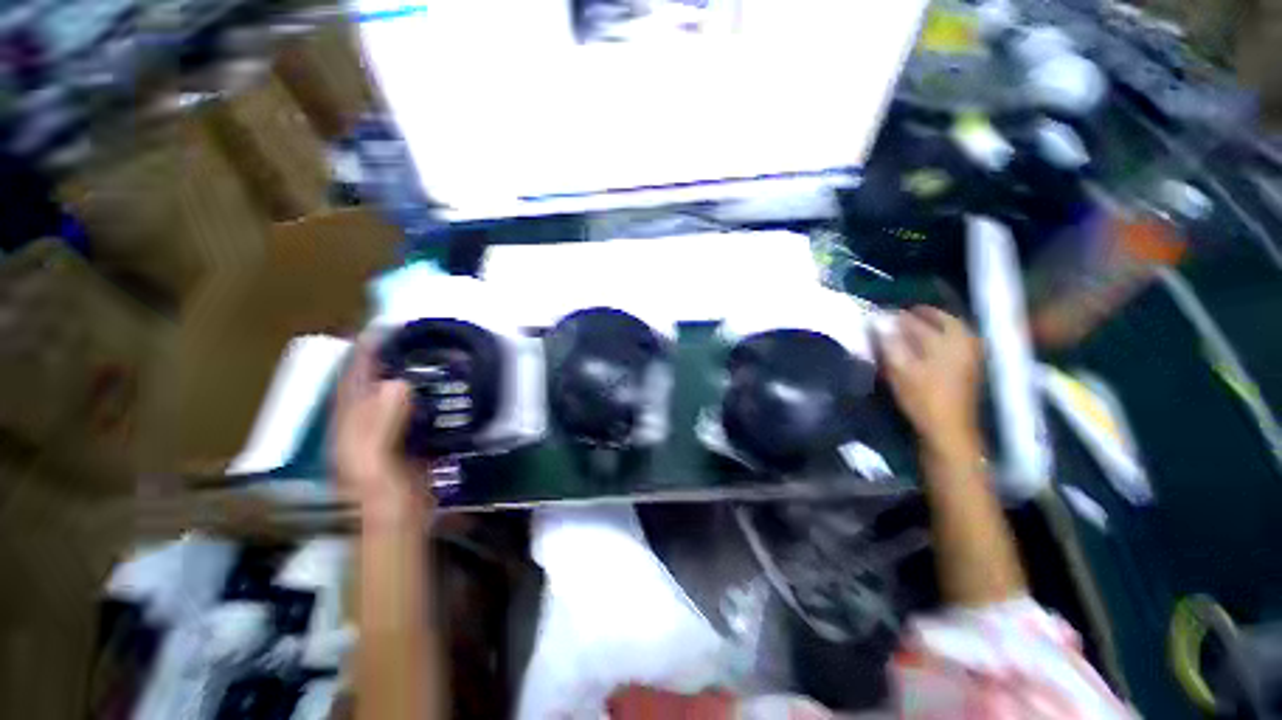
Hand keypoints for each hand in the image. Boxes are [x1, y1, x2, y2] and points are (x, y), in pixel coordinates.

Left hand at [330, 334, 427, 522]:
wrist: (400, 522)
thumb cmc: (381, 495)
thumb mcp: (375, 461)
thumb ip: (381, 424)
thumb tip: (397, 383)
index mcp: (351, 425)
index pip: (353, 381)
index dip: (363, 354)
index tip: (381, 330)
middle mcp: (367, 423)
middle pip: (375, 383)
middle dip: (389, 358)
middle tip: (414, 338)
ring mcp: (390, 432)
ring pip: (398, 395)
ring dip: (411, 374)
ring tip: (432, 354)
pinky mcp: (412, 439)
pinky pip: (418, 409)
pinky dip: (429, 395)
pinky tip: (445, 387)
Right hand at [878, 306, 983, 456]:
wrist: (948, 428)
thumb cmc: (922, 397)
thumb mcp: (899, 369)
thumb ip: (890, 343)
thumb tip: (878, 321)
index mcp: (946, 340)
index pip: (919, 319)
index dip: (899, 316)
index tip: (884, 315)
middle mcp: (963, 342)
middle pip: (943, 320)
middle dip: (923, 315)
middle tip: (904, 316)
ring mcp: (970, 355)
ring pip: (953, 330)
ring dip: (935, 325)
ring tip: (916, 327)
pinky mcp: (970, 368)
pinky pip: (957, 342)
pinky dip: (943, 337)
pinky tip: (931, 343)